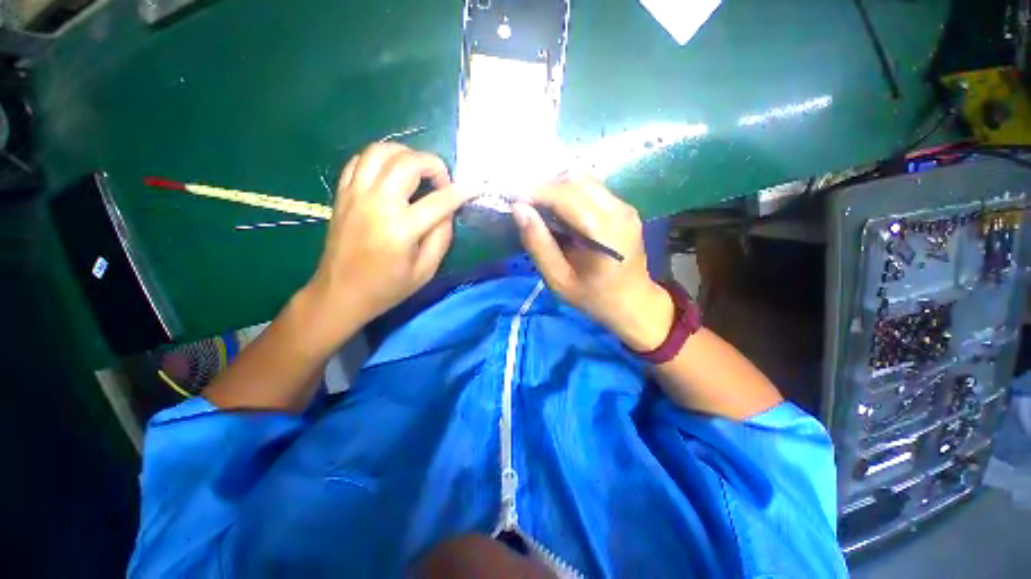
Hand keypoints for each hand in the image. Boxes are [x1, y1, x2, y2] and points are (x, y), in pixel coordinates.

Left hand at [303, 143, 472, 344]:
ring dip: (406, 154)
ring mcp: (355, 195)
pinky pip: (360, 160)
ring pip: (380, 151)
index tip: (475, 187)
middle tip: (442, 181)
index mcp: (401, 229)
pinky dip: (381, 159)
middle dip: (433, 164)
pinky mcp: (342, 194)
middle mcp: (377, 204)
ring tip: (418, 171)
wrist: (340, 293)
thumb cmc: (387, 287)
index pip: (439, 201)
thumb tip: (448, 211)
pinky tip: (392, 173)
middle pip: (407, 163)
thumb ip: (441, 237)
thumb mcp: (425, 270)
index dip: (461, 191)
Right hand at [512, 175, 673, 350]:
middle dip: (545, 186)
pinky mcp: (624, 208)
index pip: (567, 196)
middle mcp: (619, 211)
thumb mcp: (559, 279)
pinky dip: (569, 193)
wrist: (633, 302)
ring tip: (539, 207)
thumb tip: (519, 209)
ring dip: (557, 187)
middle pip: (576, 180)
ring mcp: (625, 207)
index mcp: (605, 233)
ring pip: (584, 180)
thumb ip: (538, 244)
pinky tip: (559, 211)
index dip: (537, 192)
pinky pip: (592, 189)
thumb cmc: (594, 297)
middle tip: (525, 204)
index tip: (513, 198)